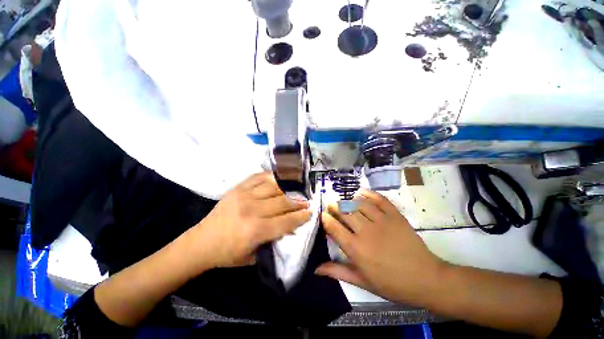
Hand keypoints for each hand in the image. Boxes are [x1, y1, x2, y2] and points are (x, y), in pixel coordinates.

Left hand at [186, 172, 311, 269]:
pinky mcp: (237, 188)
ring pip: (274, 187)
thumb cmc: (227, 253)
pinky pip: (258, 177)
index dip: (301, 216)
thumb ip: (273, 241)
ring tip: (296, 189)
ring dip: (288, 188)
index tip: (311, 212)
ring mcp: (244, 196)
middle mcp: (252, 210)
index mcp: (255, 230)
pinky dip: (271, 177)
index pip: (286, 221)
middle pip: (282, 202)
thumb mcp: (254, 256)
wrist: (201, 242)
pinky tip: (279, 179)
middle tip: (307, 201)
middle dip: (298, 202)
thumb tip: (291, 228)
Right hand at [316, 189, 445, 305]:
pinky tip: (361, 192)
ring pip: (359, 204)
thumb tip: (316, 269)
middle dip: (335, 207)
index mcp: (356, 249)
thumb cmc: (391, 283)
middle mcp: (366, 232)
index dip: (326, 219)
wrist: (425, 278)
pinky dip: (369, 193)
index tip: (323, 215)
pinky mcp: (395, 216)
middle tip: (332, 205)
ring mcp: (381, 221)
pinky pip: (379, 200)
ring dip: (349, 200)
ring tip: (345, 201)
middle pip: (345, 212)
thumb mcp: (362, 281)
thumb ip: (338, 272)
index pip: (334, 228)